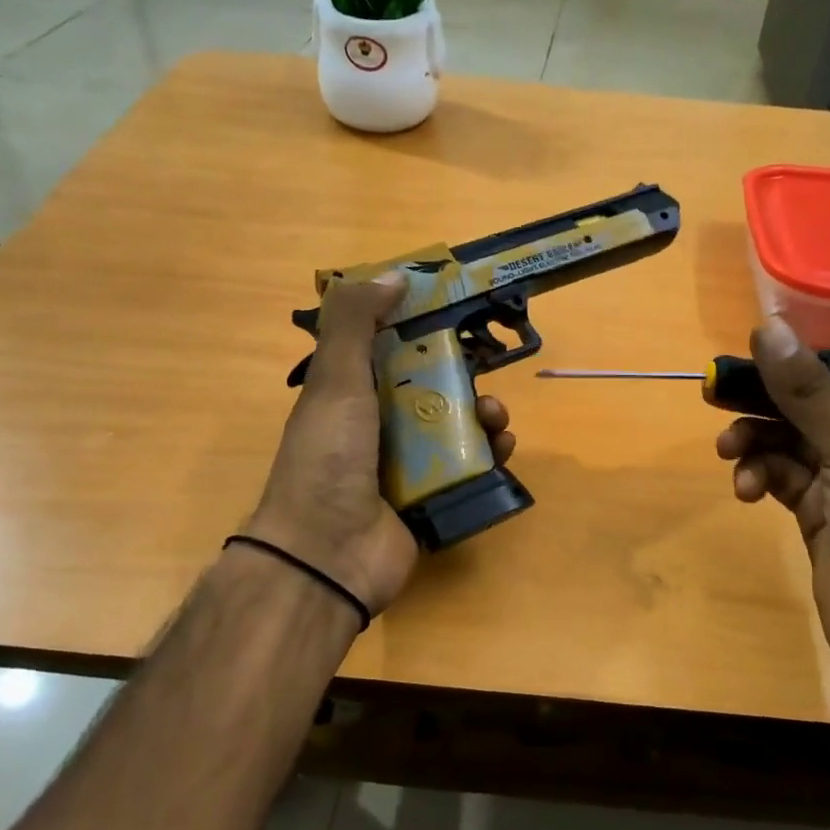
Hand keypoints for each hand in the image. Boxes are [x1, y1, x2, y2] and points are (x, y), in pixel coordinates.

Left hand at [245, 273, 514, 618]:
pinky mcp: (429, 500)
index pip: (390, 351)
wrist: (327, 554)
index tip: (455, 315)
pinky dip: (489, 455)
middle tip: (483, 372)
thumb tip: (391, 275)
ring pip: (454, 428)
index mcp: (349, 395)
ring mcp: (403, 467)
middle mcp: (376, 427)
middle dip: (462, 375)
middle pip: (430, 389)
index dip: (421, 331)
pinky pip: (467, 469)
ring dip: (482, 416)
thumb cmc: (328, 458)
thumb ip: (354, 323)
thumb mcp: (334, 380)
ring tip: (495, 417)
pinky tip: (502, 448)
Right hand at [715, 317, 829, 694]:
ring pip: (794, 437)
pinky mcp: (823, 510)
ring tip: (729, 453)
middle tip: (721, 392)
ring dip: (758, 441)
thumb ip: (808, 392)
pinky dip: (762, 476)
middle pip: (821, 397)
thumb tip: (767, 327)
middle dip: (771, 398)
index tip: (781, 341)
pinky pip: (784, 475)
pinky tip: (746, 490)